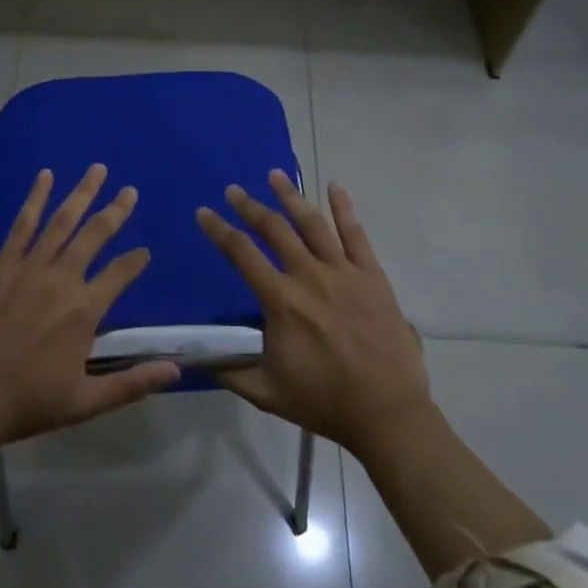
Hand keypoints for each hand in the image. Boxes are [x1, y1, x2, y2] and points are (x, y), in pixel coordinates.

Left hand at [0, 164, 178, 452]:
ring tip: (97, 170)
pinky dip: (35, 199)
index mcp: (84, 311)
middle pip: (94, 235)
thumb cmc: (27, 402)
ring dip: (82, 193)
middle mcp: (61, 280)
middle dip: (115, 211)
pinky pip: (22, 225)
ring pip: (62, 221)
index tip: (145, 253)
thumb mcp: (85, 402)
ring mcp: (29, 268)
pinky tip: (45, 177)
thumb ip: (132, 384)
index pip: (120, 274)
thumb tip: (176, 372)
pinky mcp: (1, 265)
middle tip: (130, 191)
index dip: (136, 261)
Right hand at [197, 174, 429, 459]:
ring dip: (291, 197)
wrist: (387, 412)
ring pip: (313, 224)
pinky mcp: (372, 277)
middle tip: (233, 190)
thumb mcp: (267, 393)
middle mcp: (310, 277)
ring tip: (274, 175)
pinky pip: (356, 235)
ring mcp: (344, 273)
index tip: (204, 213)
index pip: (242, 254)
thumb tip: (200, 356)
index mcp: (282, 301)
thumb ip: (231, 371)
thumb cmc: (325, 402)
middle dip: (249, 206)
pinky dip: (344, 208)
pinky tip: (335, 186)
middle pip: (274, 230)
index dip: (219, 230)